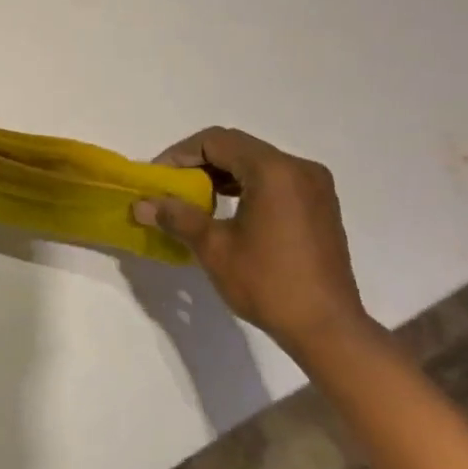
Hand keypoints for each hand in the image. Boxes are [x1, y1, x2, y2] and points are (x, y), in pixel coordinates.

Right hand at [133, 127, 377, 355]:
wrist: (326, 326)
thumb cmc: (267, 283)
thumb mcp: (214, 248)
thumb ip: (177, 217)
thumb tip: (141, 205)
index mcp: (273, 170)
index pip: (217, 141)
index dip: (180, 154)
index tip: (158, 178)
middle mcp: (299, 168)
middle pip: (239, 148)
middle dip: (200, 164)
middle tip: (172, 189)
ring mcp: (315, 186)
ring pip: (258, 164)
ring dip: (224, 175)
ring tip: (196, 202)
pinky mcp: (321, 205)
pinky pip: (277, 180)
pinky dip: (248, 187)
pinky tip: (229, 212)